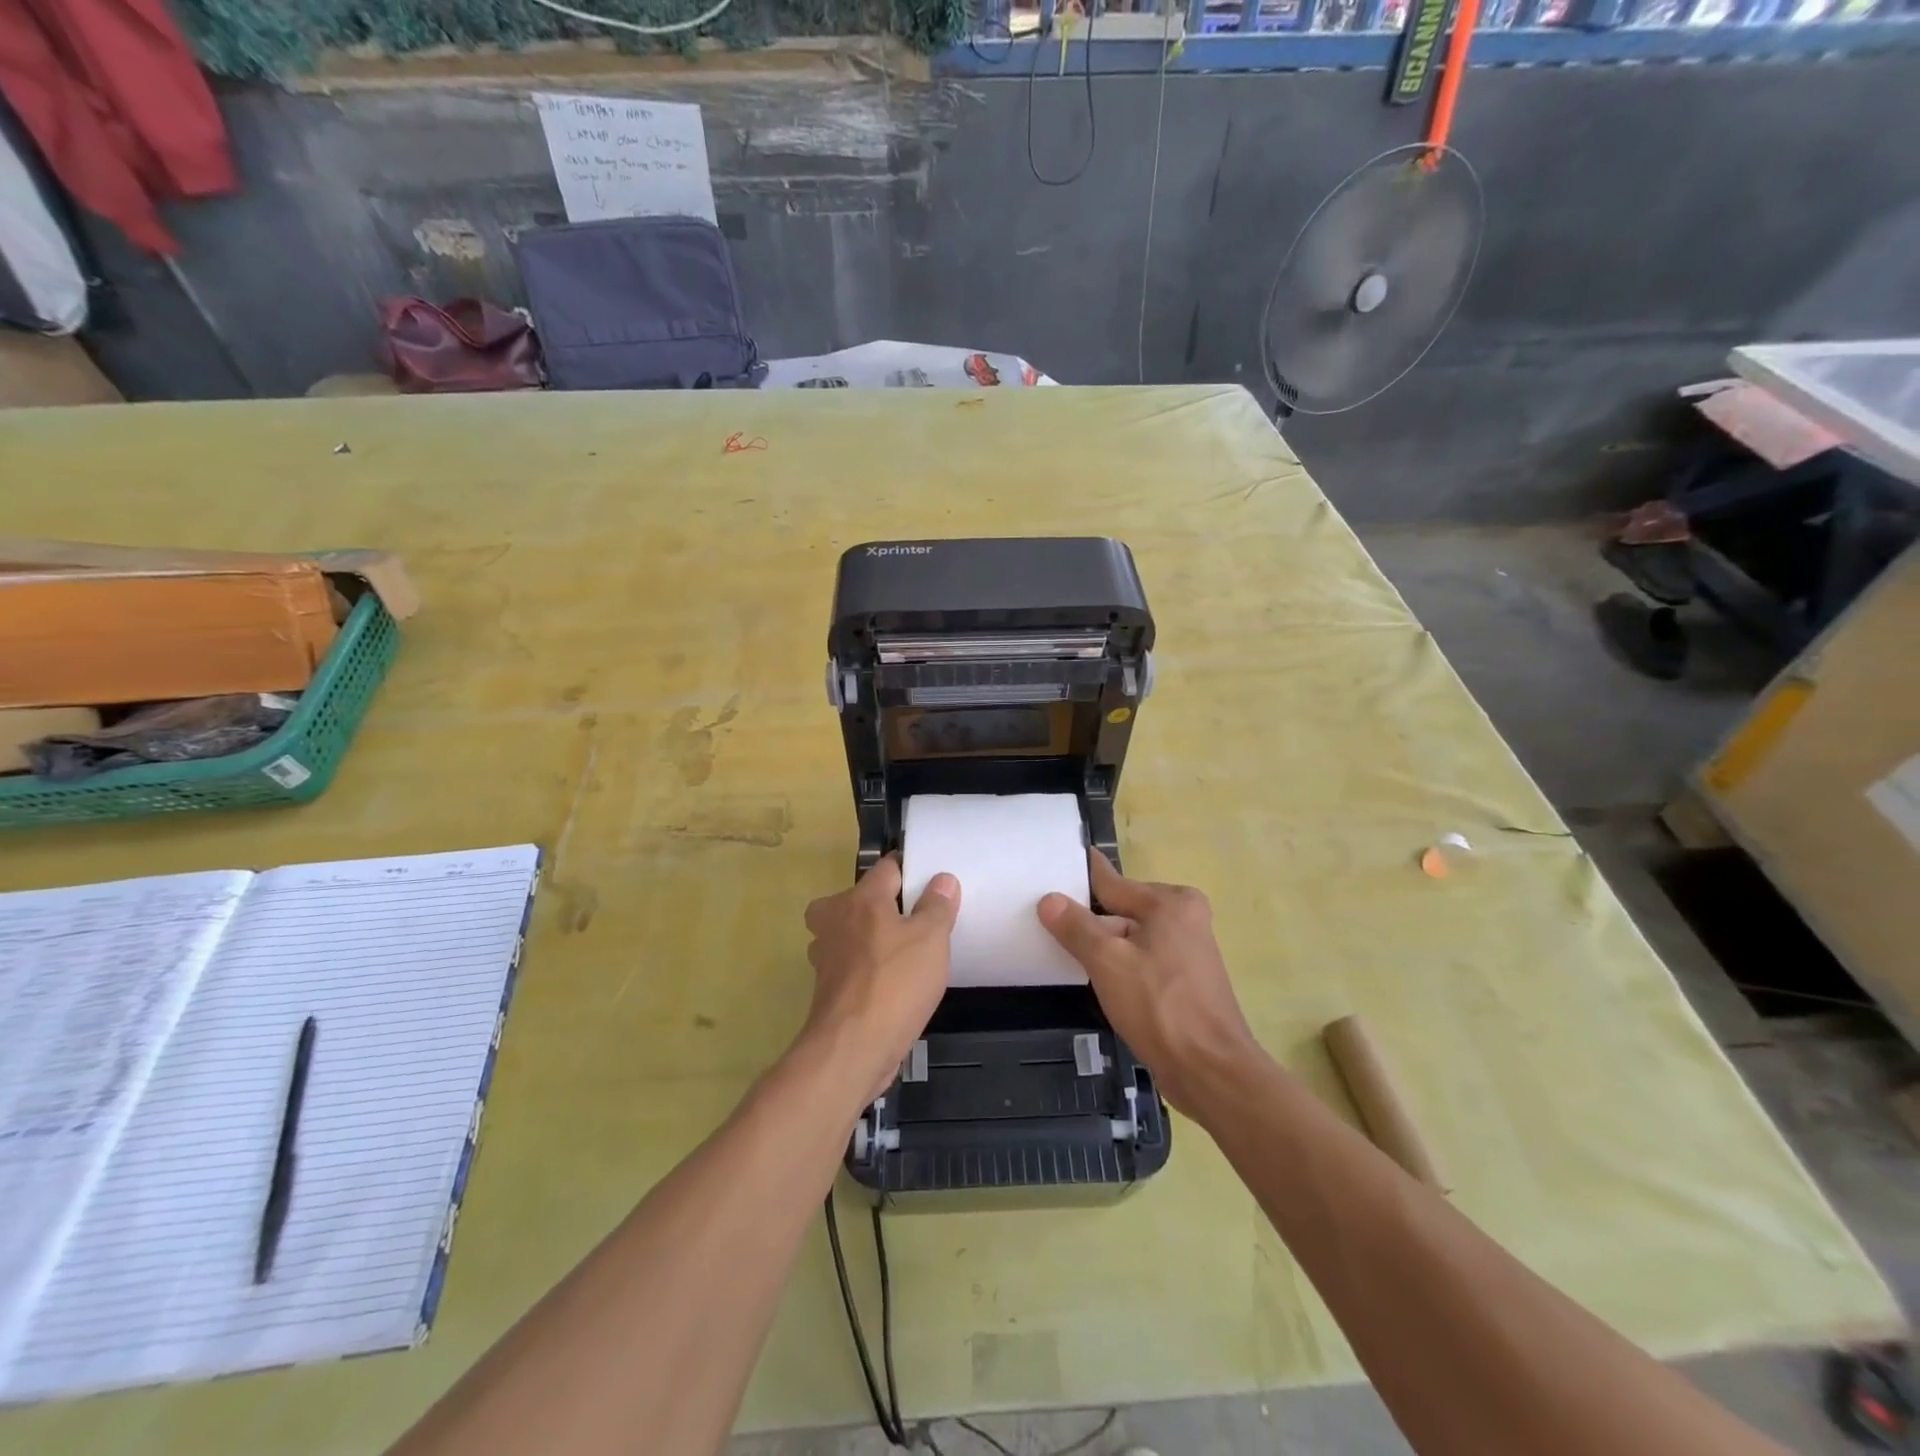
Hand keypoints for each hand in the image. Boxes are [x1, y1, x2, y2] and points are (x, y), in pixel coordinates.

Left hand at [800, 855, 959, 1104]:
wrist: (853, 1047)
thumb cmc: (896, 983)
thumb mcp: (931, 939)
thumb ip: (937, 906)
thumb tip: (942, 879)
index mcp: (861, 899)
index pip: (887, 868)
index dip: (910, 871)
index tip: (931, 883)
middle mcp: (835, 920)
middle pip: (855, 898)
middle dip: (878, 904)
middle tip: (910, 918)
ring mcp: (825, 956)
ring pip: (845, 932)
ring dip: (866, 937)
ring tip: (900, 950)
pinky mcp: (826, 988)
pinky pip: (847, 964)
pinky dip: (863, 968)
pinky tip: (889, 982)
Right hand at [1038, 852, 1263, 1115]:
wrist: (1211, 1072)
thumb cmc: (1159, 1007)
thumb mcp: (1107, 962)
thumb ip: (1076, 927)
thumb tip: (1049, 900)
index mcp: (1170, 903)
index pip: (1111, 882)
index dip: (1080, 878)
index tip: (1053, 866)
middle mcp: (1184, 917)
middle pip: (1120, 911)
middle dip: (1089, 921)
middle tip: (1046, 923)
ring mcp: (1188, 950)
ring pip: (1130, 938)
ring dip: (1103, 949)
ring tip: (1063, 953)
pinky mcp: (1185, 980)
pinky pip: (1142, 960)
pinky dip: (1121, 967)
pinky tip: (1097, 982)